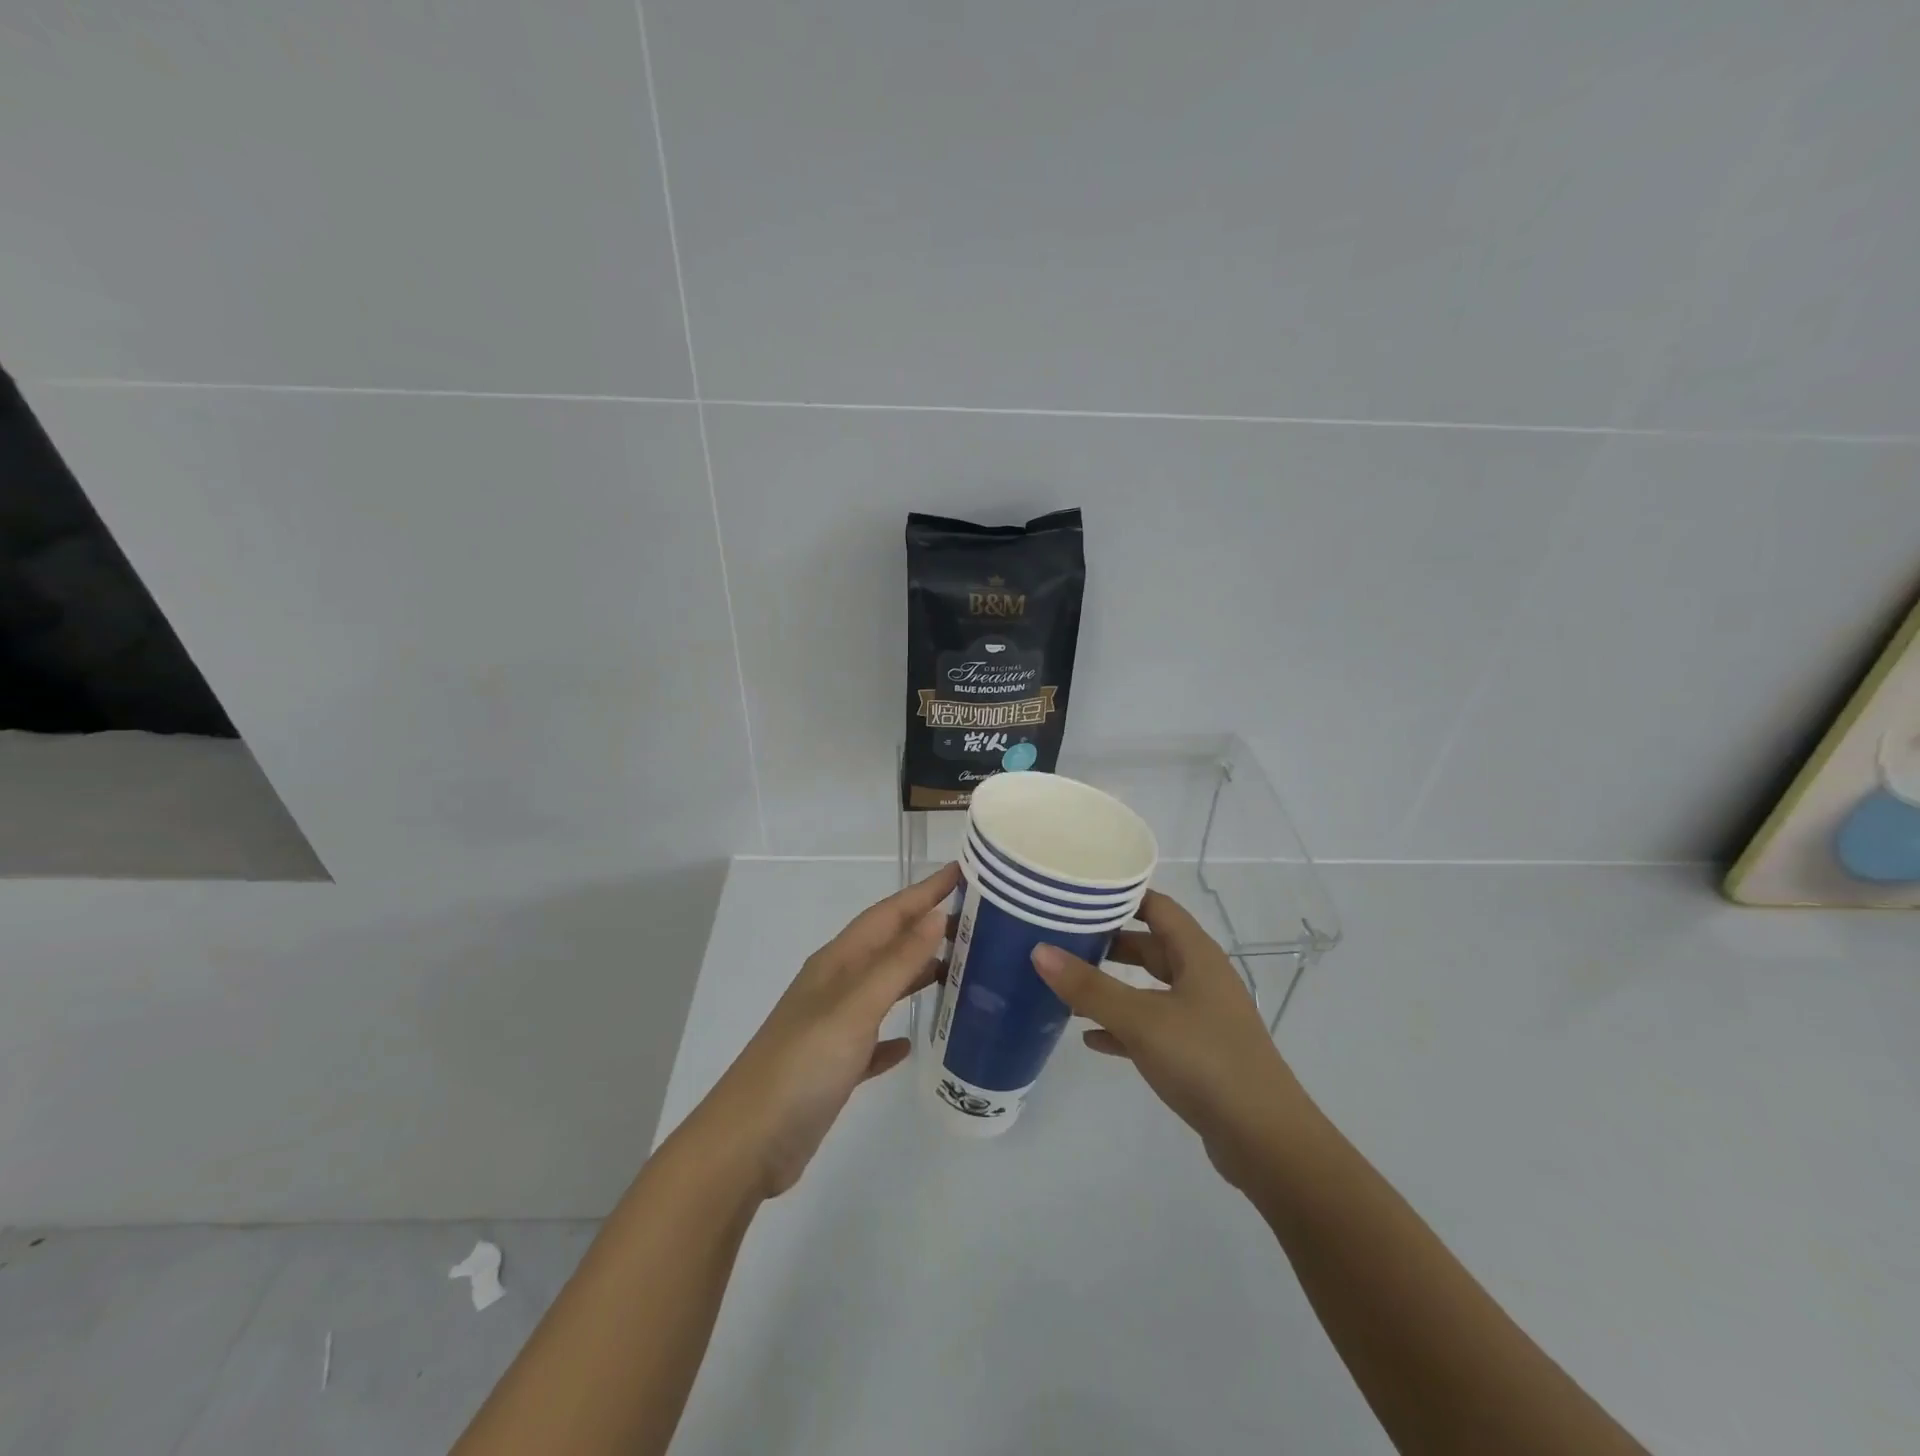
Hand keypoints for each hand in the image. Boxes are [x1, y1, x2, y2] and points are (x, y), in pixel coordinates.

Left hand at [694, 863, 959, 1198]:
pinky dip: (894, 1033)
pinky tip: (912, 1041)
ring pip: (883, 988)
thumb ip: (897, 962)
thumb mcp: (855, 1007)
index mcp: (838, 964)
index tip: (964, 871)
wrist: (748, 1144)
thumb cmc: (803, 1065)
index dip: (925, 891)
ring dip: (916, 974)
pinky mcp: (834, 1068)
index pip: (889, 914)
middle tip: (975, 922)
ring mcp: (832, 1028)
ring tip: (959, 970)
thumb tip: (936, 916)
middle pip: (888, 945)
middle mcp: (835, 987)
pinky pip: (872, 1039)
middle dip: (926, 928)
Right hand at [1031, 890, 1311, 1192]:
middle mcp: (1202, 978)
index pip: (1157, 907)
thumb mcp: (1141, 1019)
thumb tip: (1039, 950)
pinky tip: (1090, 1038)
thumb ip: (1089, 987)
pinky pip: (1151, 1028)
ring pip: (1149, 989)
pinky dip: (1122, 1027)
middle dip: (1109, 942)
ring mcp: (1201, 1017)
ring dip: (1112, 987)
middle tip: (1063, 938)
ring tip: (1067, 986)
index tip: (1078, 893)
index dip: (1121, 896)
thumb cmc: (1205, 1061)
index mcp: (1197, 955)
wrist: (1265, 1141)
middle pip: (1150, 946)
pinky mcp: (1197, 1054)